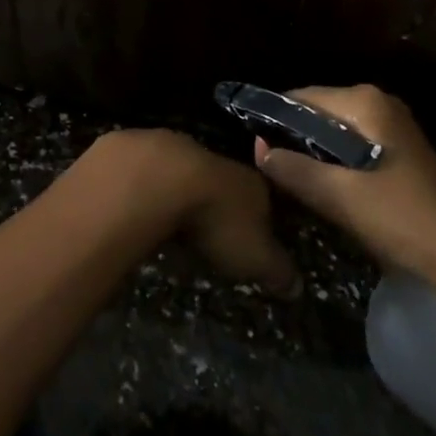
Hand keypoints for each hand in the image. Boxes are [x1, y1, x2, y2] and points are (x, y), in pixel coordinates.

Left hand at [89, 128, 299, 297]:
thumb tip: (297, 286)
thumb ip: (278, 270)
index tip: (256, 239)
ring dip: (181, 193)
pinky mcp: (138, 150)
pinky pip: (149, 172)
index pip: (265, 198)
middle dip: (217, 204)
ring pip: (185, 172)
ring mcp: (175, 149)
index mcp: (250, 183)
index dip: (262, 219)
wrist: (158, 179)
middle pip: (223, 182)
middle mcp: (216, 160)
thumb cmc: (216, 220)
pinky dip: (148, 189)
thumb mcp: (256, 258)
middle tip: (211, 234)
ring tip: (174, 222)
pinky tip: (142, 207)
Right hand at [251, 84, 435, 277]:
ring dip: (315, 154)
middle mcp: (379, 104)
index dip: (274, 120)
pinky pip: (354, 147)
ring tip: (292, 180)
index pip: (302, 97)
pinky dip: (336, 163)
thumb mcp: (337, 195)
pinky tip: (326, 189)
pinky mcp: (401, 153)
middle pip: (319, 113)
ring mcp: (394, 127)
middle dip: (295, 138)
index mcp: (364, 102)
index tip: (255, 147)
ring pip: (336, 133)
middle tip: (271, 167)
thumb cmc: (399, 217)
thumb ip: (293, 168)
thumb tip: (259, 150)